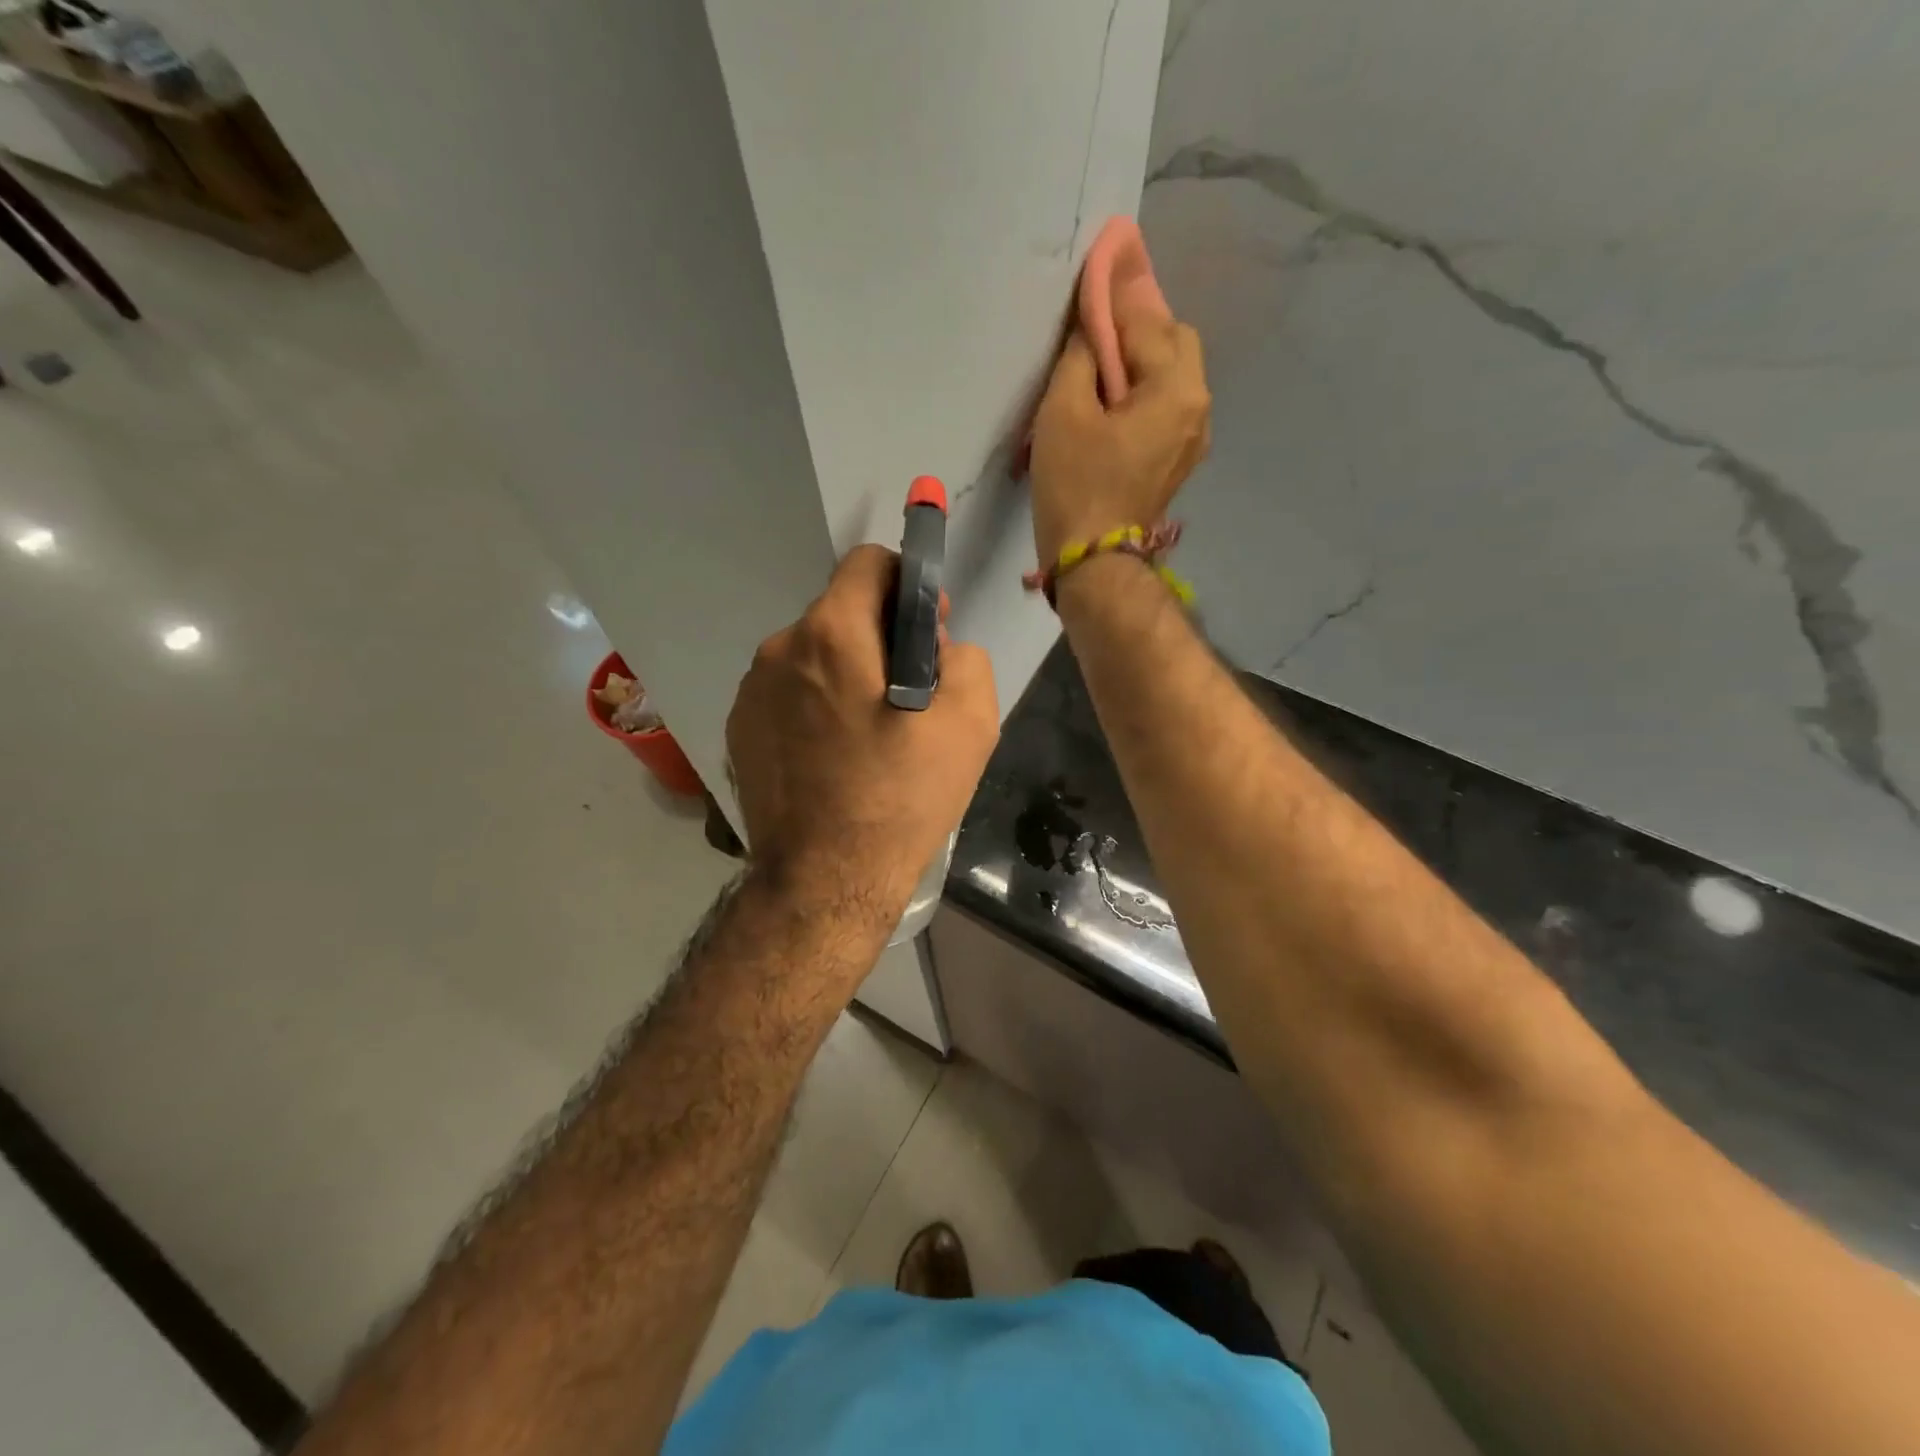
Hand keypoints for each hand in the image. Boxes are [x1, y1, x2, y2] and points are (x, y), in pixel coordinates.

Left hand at [727, 545, 1000, 927]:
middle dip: (881, 637)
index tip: (929, 630)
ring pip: (813, 656)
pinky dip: (814, 707)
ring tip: (871, 735)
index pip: (868, 563)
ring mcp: (750, 691)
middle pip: (841, 613)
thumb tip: (935, 648)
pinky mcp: (737, 730)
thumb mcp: (970, 723)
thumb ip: (966, 658)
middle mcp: (779, 649)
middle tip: (910, 695)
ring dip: (846, 674)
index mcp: (831, 634)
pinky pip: (787, 695)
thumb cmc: (902, 798)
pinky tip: (834, 757)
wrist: (825, 881)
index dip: (909, 584)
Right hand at [1029, 306, 1210, 567]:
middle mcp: (1198, 405)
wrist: (1094, 562)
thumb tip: (1093, 319)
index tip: (1101, 258)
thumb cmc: (1076, 485)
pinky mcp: (1178, 459)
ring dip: (1141, 359)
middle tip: (1094, 331)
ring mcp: (1193, 437)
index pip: (1147, 320)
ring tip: (1101, 367)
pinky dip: (1144, 390)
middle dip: (1137, 326)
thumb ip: (1083, 352)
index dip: (1117, 293)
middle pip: (1173, 340)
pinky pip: (1166, 405)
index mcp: (1177, 388)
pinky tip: (1114, 401)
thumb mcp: (1065, 411)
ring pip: (1172, 374)